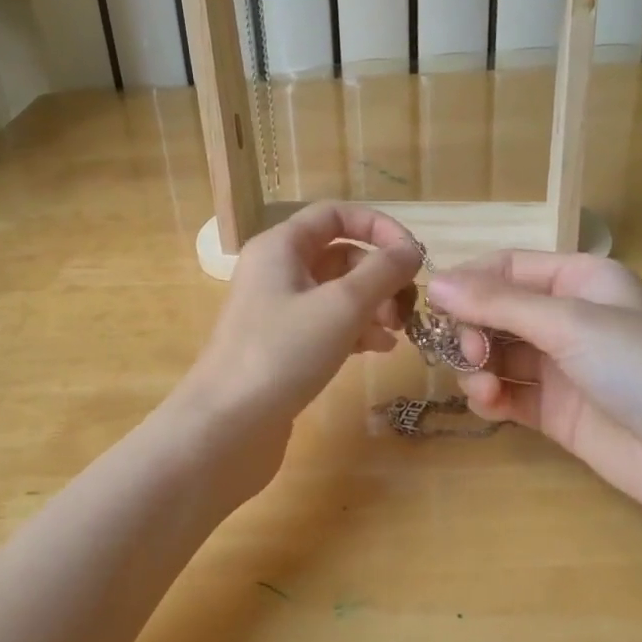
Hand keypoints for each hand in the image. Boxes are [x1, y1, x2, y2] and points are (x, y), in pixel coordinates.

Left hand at [170, 203, 421, 492]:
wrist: (227, 426)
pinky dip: (356, 331)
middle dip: (380, 276)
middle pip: (341, 255)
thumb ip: (382, 272)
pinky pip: (328, 325)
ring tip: (398, 333)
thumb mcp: (341, 306)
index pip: (336, 214)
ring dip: (373, 305)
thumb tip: (412, 250)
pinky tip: (379, 350)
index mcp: (281, 246)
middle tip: (408, 307)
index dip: (379, 227)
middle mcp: (277, 271)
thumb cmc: (282, 353)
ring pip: (337, 293)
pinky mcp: (282, 347)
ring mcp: (277, 311)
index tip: (414, 256)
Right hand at [428, 252, 641, 546]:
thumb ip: (498, 303)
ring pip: (497, 355)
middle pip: (496, 312)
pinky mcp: (555, 413)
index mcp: (580, 281)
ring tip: (481, 385)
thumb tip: (435, 283)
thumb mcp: (569, 323)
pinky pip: (508, 394)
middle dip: (472, 329)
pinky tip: (490, 405)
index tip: (432, 305)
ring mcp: (561, 368)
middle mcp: (568, 319)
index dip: (468, 282)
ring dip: (477, 366)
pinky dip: (490, 397)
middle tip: (468, 352)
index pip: (508, 268)